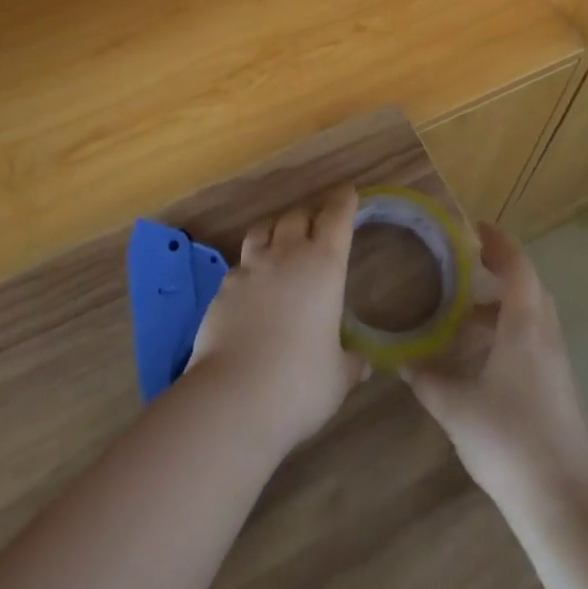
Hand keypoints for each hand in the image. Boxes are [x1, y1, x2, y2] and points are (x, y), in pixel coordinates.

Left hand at [187, 185, 367, 453]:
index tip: (348, 192)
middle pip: (298, 215)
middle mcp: (287, 255)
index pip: (336, 218)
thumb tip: (363, 363)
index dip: (343, 202)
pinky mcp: (224, 286)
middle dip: (310, 214)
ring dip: (276, 227)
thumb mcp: (338, 377)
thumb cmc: (299, 384)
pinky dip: (251, 263)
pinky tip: (253, 281)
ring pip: (264, 228)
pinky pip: (241, 262)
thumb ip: (351, 363)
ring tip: (281, 237)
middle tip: (317, 222)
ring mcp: (251, 267)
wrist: (234, 396)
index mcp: (323, 266)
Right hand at [403, 222, 587, 505]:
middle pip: (528, 286)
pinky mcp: (559, 391)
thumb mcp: (456, 408)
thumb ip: (427, 379)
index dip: (497, 241)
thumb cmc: (511, 441)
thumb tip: (401, 360)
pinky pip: (533, 342)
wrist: (567, 505)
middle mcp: (544, 335)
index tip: (472, 227)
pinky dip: (508, 333)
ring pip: (531, 316)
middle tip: (464, 264)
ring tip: (463, 312)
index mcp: (524, 324)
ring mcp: (556, 364)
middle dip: (499, 270)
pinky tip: (482, 358)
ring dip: (502, 305)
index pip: (517, 264)